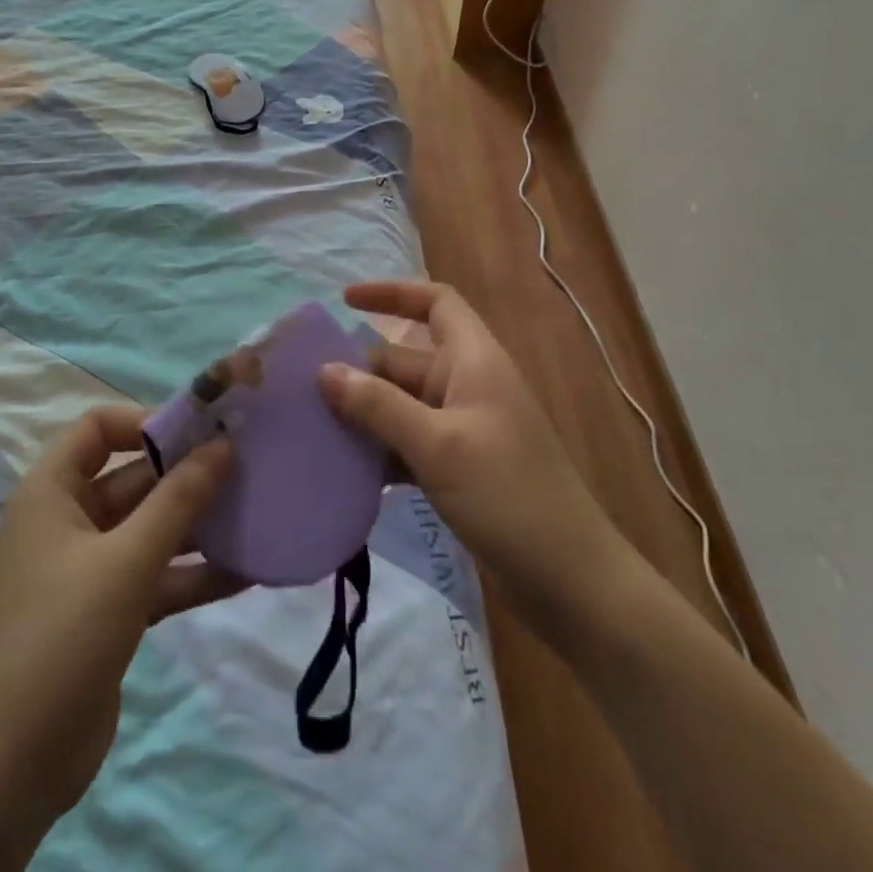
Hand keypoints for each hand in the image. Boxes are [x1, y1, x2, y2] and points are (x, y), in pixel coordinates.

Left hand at [0, 407, 244, 831]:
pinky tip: (246, 572)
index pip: (97, 428)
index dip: (145, 422)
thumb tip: (222, 446)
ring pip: (150, 527)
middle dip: (187, 474)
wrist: (16, 766)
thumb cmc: (65, 637)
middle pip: (133, 477)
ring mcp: (89, 568)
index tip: (197, 433)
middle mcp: (68, 520)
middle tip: (246, 468)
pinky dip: (193, 572)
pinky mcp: (109, 610)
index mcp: (51, 493)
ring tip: (255, 513)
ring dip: (198, 524)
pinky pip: (157, 574)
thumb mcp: (128, 560)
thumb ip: (179, 499)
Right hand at [319, 280, 627, 635]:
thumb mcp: (437, 445)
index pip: (436, 302)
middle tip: (303, 389)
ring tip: (312, 427)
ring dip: (364, 413)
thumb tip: (324, 371)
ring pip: (402, 404)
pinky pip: (408, 442)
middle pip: (405, 359)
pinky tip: (344, 469)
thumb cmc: (507, 494)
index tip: (344, 301)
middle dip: (359, 369)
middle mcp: (467, 384)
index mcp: (474, 360)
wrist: (569, 578)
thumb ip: (378, 406)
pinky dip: (380, 449)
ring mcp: (463, 427)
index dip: (392, 293)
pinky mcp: (458, 466)